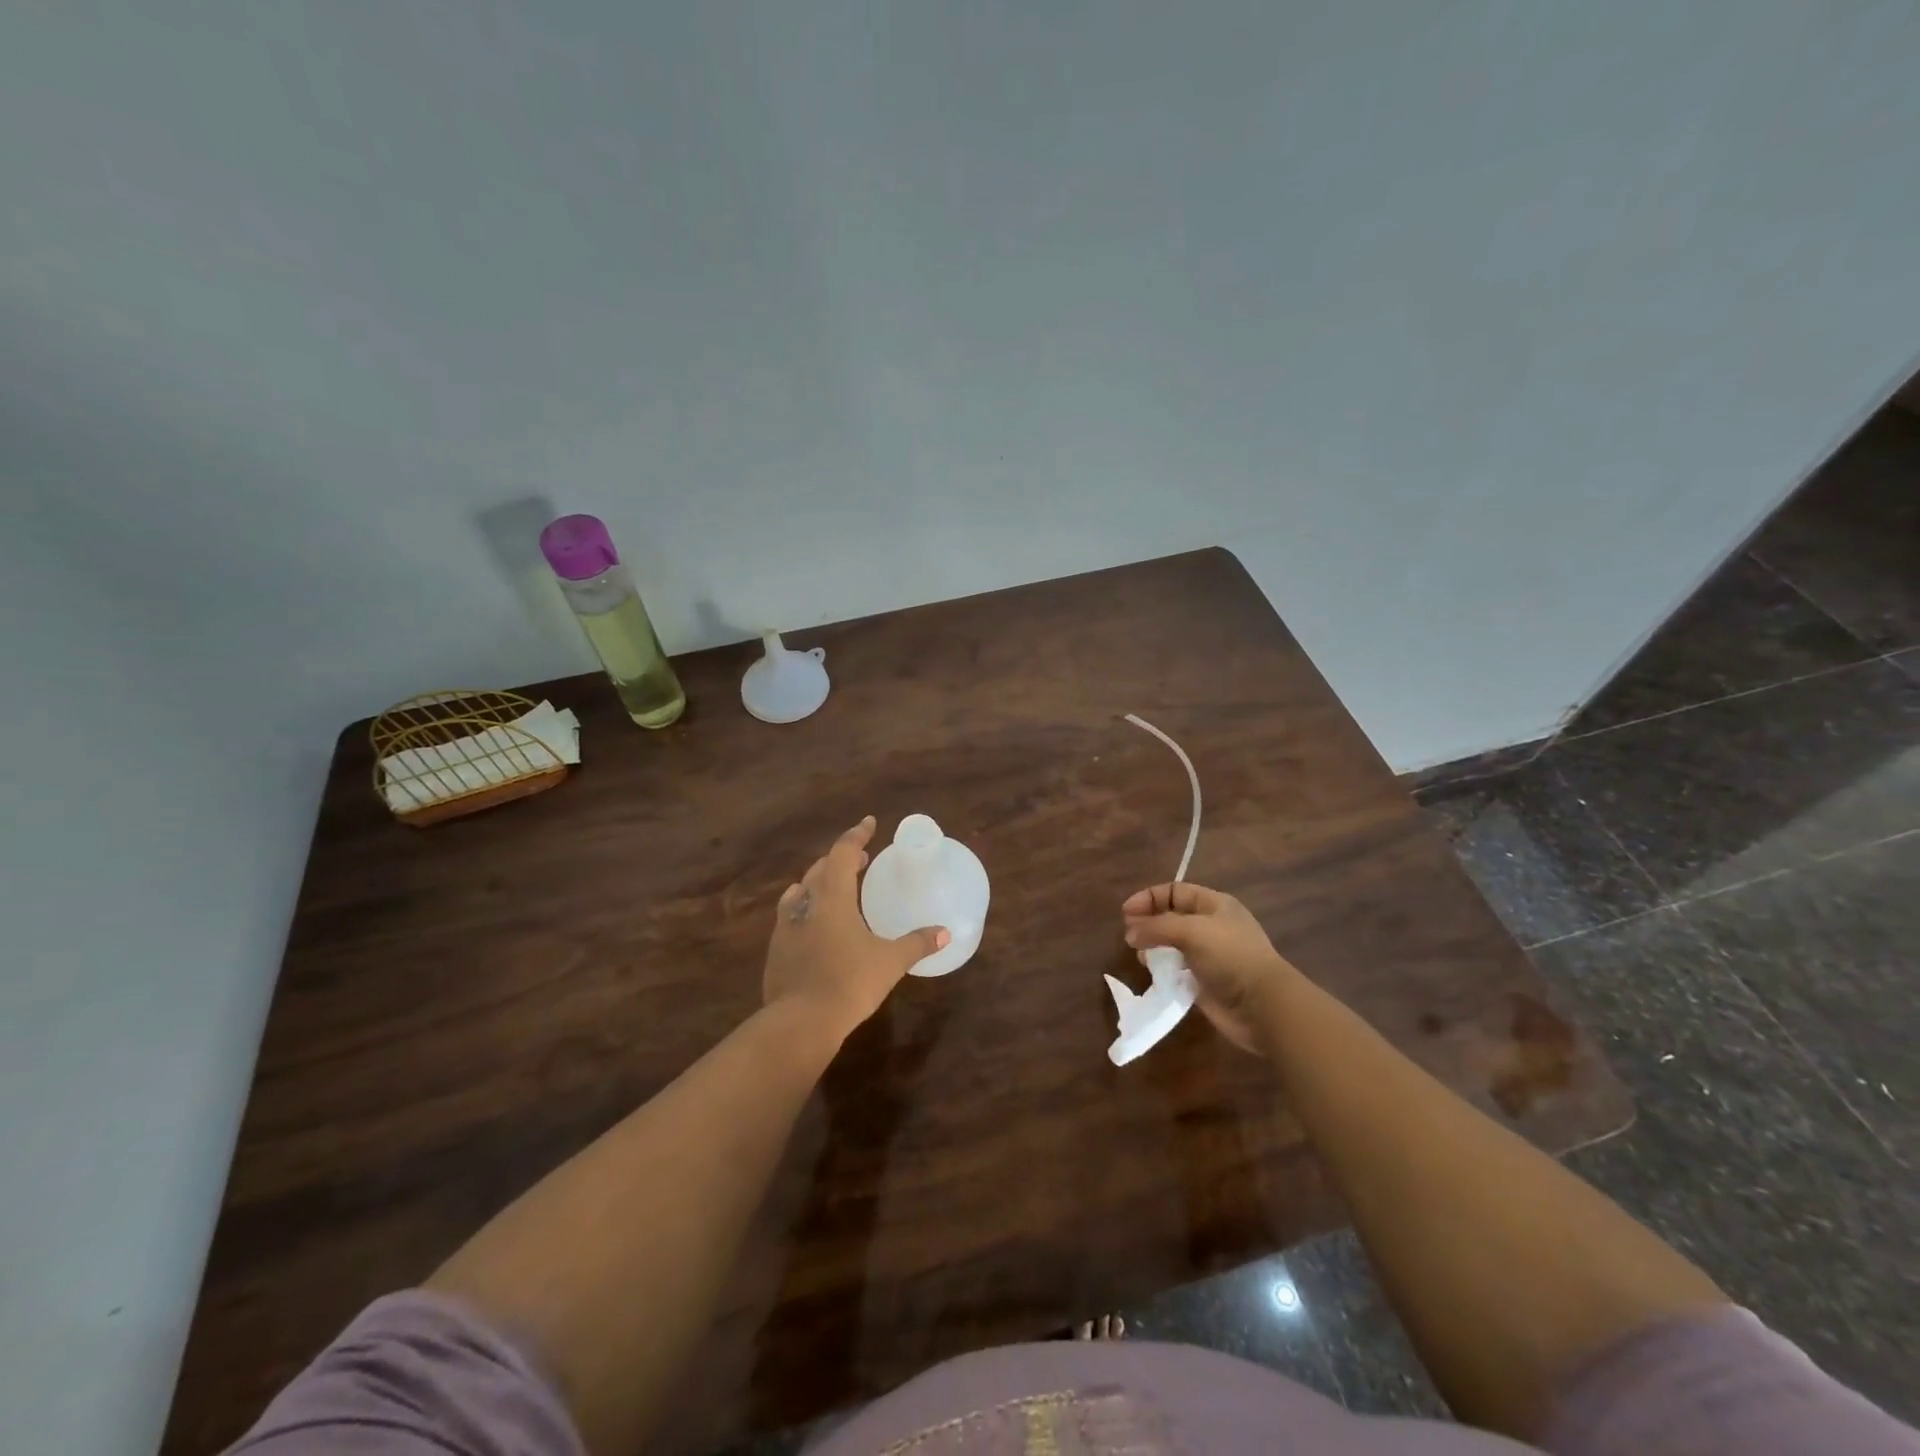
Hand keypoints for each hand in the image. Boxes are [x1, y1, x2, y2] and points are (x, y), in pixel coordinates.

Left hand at [764, 816, 949, 1043]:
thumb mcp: (890, 962)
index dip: (856, 835)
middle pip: (820, 869)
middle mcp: (805, 904)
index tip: (869, 823)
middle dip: (840, 859)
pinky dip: (806, 909)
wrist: (799, 1023)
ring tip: (835, 886)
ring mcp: (786, 927)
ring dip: (819, 882)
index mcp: (833, 898)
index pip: (842, 853)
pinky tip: (814, 925)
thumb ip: (917, 943)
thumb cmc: (849, 983)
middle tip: (861, 858)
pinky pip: (791, 917)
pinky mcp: (776, 951)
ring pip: (801, 892)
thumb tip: (944, 933)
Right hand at [1122, 882, 1297, 1053]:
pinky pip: (1176, 970)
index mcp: (1214, 905)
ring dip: (1153, 947)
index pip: (1175, 891)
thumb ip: (1157, 927)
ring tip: (1140, 955)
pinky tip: (1153, 974)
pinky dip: (1162, 969)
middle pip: (1171, 916)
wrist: (1263, 1006)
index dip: (1149, 898)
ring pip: (1171, 944)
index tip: (1126, 913)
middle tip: (1130, 935)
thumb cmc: (1230, 956)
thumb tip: (1130, 933)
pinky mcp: (1204, 982)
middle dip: (1148, 922)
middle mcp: (1211, 926)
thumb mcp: (1192, 931)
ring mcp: (1208, 955)